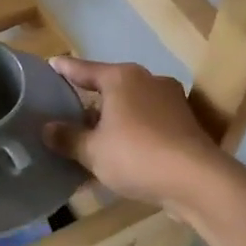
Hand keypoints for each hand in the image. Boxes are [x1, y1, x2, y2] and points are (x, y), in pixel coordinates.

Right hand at [43, 57, 225, 208]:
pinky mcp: (185, 123)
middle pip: (110, 86)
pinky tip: (120, 152)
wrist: (198, 181)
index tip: (50, 65)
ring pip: (130, 106)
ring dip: (112, 120)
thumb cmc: (137, 155)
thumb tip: (47, 129)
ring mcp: (171, 101)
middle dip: (89, 100)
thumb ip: (68, 137)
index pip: (84, 69)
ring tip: (91, 136)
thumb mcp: (92, 151)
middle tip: (66, 110)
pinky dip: (131, 132)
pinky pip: (147, 123)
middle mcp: (148, 81)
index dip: (64, 69)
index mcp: (122, 78)